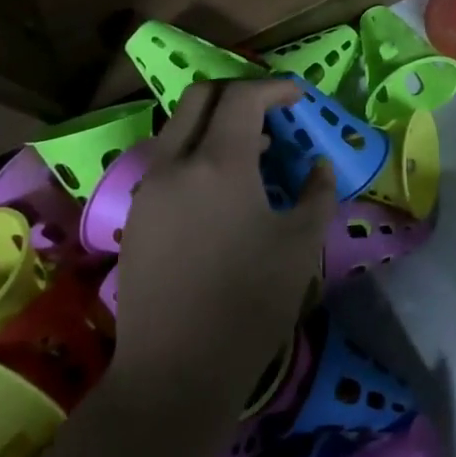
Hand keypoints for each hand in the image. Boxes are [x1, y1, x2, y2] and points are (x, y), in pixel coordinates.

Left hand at [111, 78, 333, 395]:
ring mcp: (148, 188)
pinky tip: (222, 189)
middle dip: (238, 92)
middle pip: (199, 97)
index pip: (242, 97)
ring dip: (215, 123)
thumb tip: (319, 166)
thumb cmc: (250, 302)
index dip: (274, 88)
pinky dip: (196, 152)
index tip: (299, 97)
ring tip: (254, 150)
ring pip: (177, 128)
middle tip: (271, 111)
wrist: (176, 369)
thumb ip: (317, 193)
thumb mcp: (301, 245)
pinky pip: (167, 161)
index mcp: (218, 163)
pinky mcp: (135, 216)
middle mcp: (175, 163)